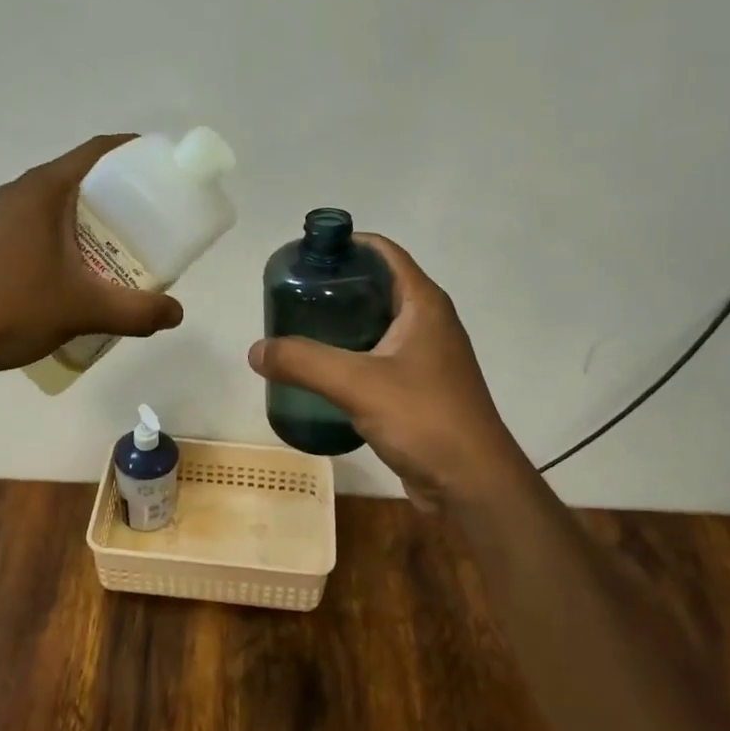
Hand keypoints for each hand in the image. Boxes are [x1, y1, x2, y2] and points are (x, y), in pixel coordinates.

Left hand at [0, 135, 183, 380]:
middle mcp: (21, 193)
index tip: (167, 171)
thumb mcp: (81, 309)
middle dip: (123, 199)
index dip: (137, 153)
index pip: (99, 152)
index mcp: (44, 189)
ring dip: (96, 225)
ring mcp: (1, 219)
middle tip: (156, 225)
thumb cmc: (8, 307)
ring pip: (62, 209)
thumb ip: (136, 311)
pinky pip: (43, 231)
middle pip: (84, 180)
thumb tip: (176, 314)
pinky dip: (70, 243)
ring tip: (126, 254)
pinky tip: (83, 278)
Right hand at [247, 236, 524, 509]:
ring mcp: (424, 357)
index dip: (344, 245)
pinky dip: (347, 357)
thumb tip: (256, 350)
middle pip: (374, 286)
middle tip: (289, 298)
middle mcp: (427, 322)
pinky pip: (375, 359)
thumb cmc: (425, 420)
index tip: (303, 256)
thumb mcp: (358, 384)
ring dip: (338, 325)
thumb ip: (304, 362)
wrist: (473, 485)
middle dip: (332, 287)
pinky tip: (318, 373)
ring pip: (373, 325)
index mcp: (423, 304)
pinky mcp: (417, 389)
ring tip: (295, 331)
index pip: (382, 252)